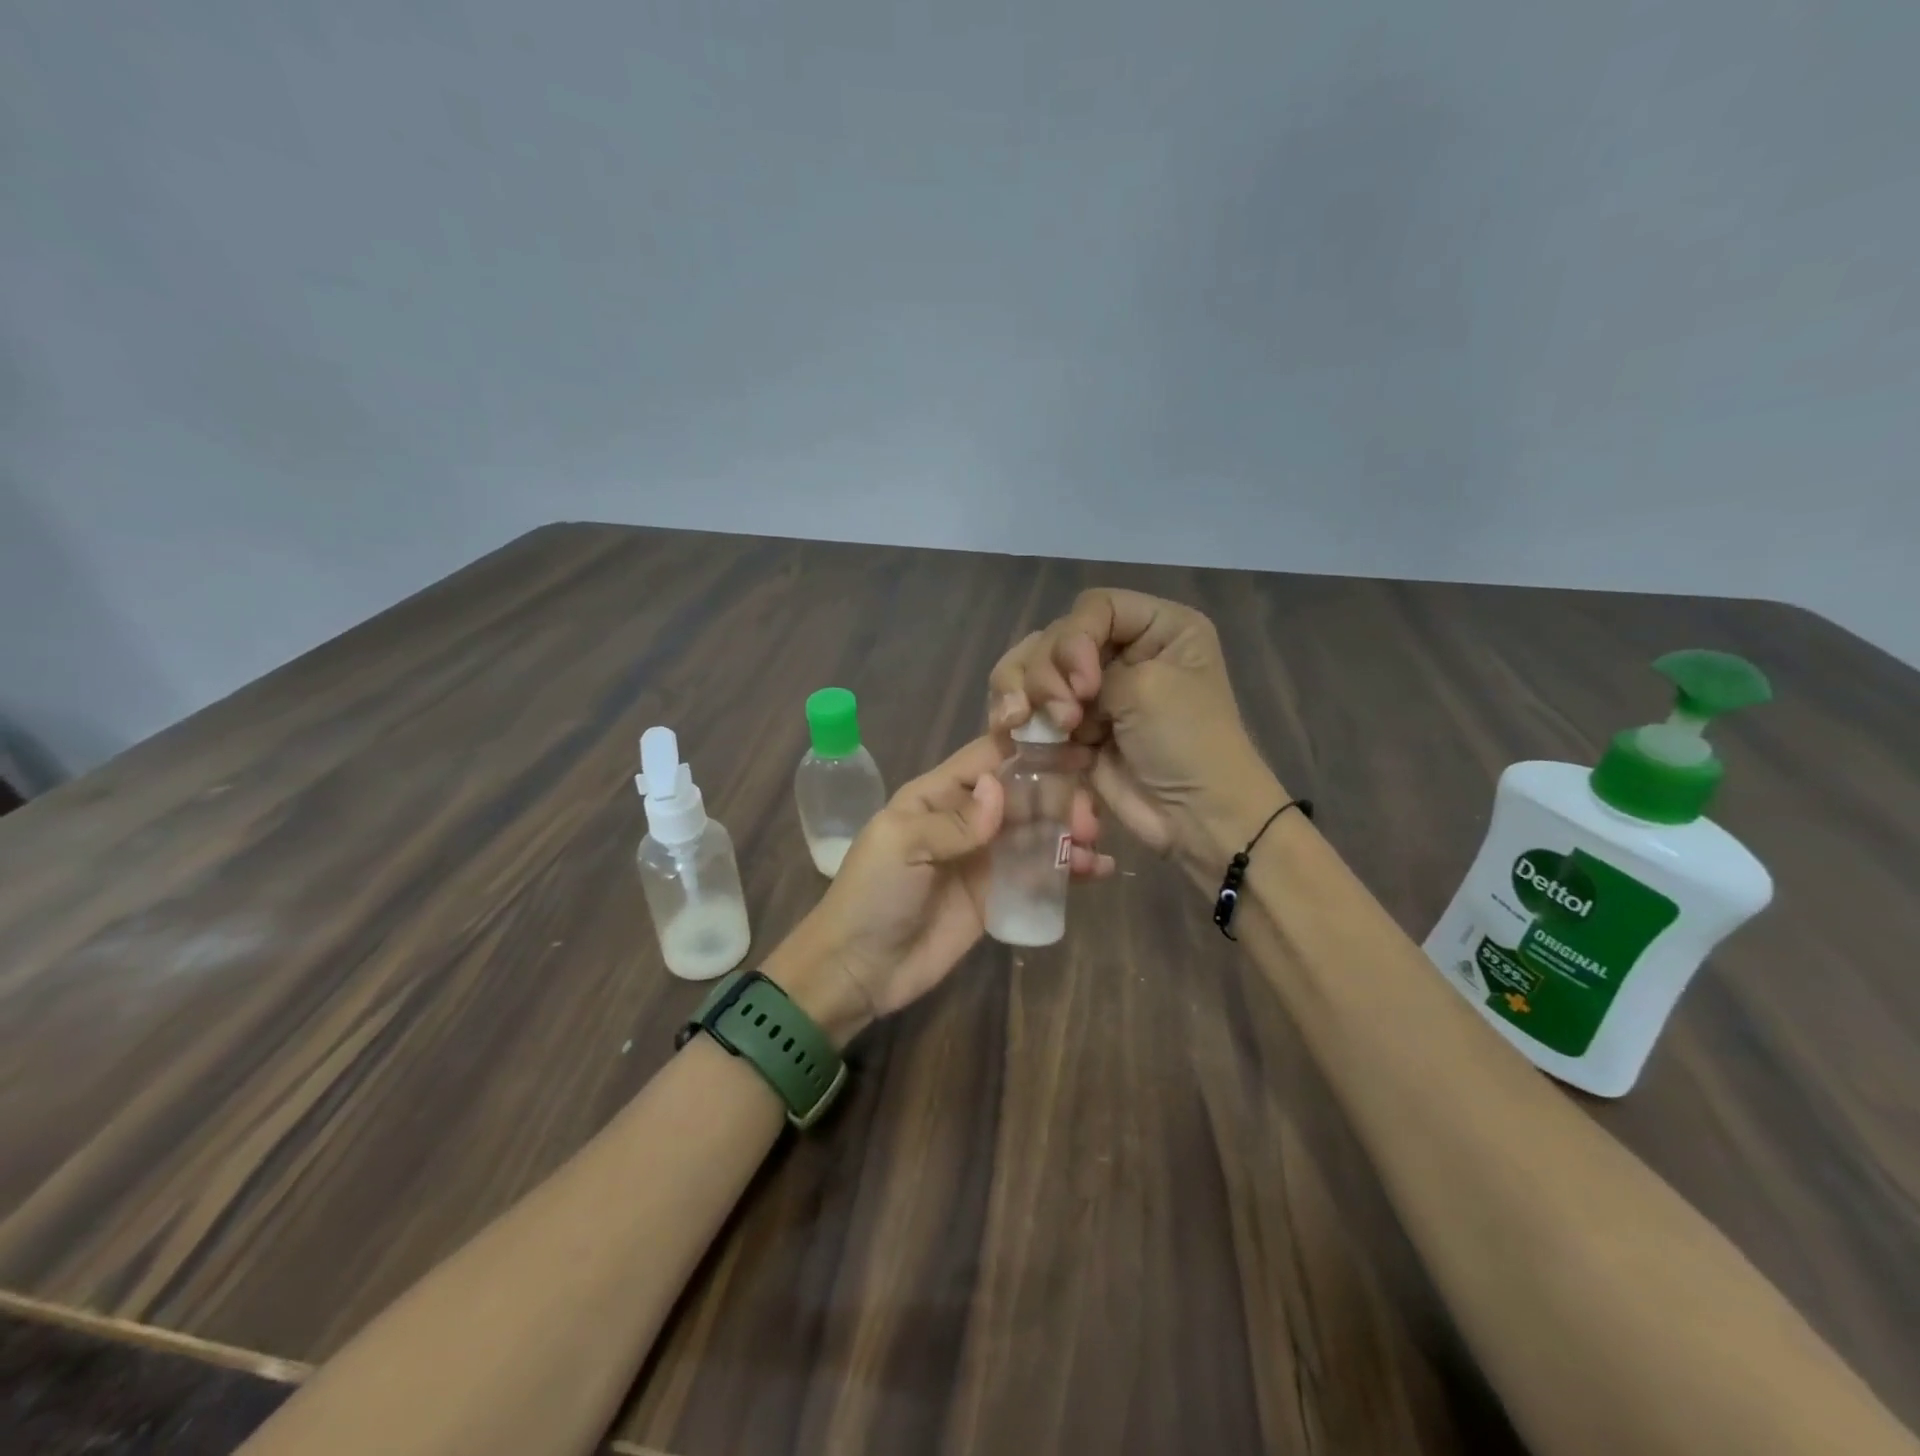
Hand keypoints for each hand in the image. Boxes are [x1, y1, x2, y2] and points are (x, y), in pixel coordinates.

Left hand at [770, 736, 1112, 1045]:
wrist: (859, 969)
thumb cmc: (872, 896)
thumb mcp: (901, 847)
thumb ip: (952, 820)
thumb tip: (999, 789)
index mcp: (937, 794)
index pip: (989, 757)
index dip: (1031, 749)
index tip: (1076, 748)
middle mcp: (966, 818)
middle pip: (1023, 793)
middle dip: (1060, 797)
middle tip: (1087, 821)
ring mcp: (985, 857)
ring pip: (1038, 830)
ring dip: (1069, 831)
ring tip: (1092, 847)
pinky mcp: (999, 895)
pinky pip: (1039, 873)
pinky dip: (1068, 868)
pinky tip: (1096, 871)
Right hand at [987, 589, 1282, 877]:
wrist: (1194, 816)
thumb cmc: (1186, 743)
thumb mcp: (1147, 686)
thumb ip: (1085, 668)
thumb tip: (1042, 692)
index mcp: (1157, 627)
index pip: (1094, 607)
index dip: (1075, 640)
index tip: (1085, 687)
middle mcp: (1122, 650)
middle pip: (1055, 638)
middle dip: (1045, 675)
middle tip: (1064, 717)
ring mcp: (1094, 691)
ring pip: (1032, 671)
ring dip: (1023, 696)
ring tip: (1023, 725)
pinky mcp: (1072, 727)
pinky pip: (1030, 709)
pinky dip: (1020, 721)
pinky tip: (1019, 738)